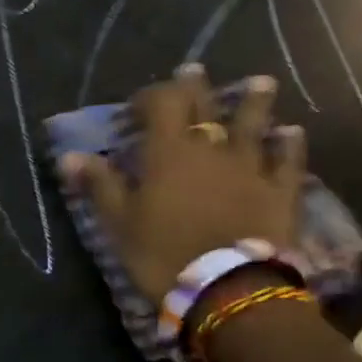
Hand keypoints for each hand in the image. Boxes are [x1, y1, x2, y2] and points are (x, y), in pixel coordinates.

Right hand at [62, 66, 304, 302]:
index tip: (138, 106)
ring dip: (254, 102)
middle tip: (194, 72)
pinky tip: (292, 132)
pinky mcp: (280, 190)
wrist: (227, 289)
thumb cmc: (163, 254)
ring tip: (261, 82)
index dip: (150, 96)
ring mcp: (250, 166)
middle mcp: (211, 148)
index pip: (162, 103)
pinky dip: (289, 144)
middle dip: (196, 87)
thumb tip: (68, 155)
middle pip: (205, 105)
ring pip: (253, 123)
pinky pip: (287, 160)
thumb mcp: (119, 223)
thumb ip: (99, 185)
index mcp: (168, 152)